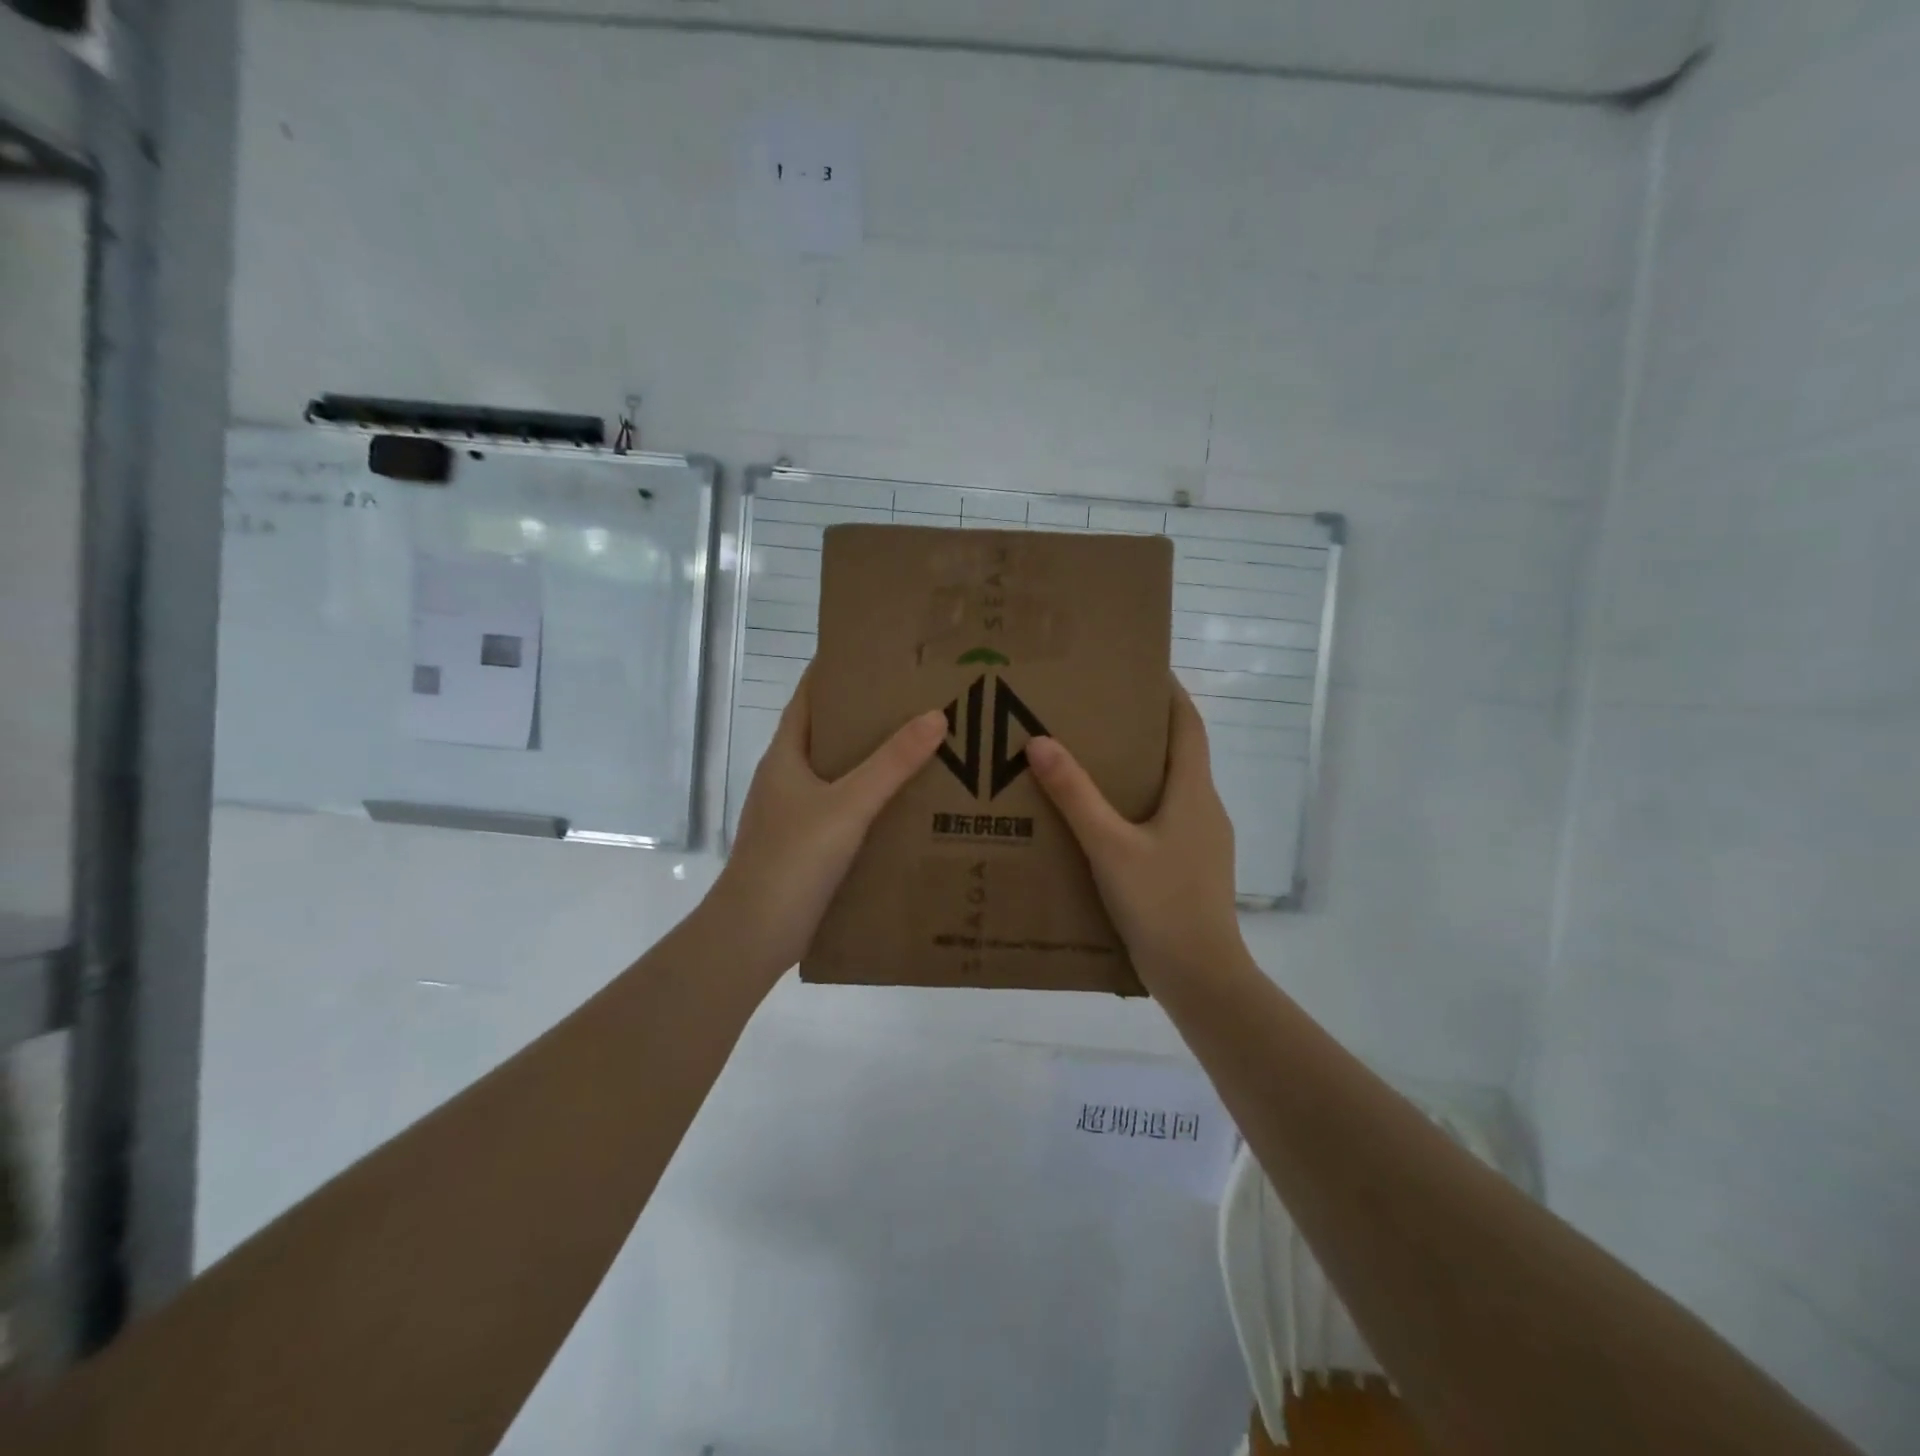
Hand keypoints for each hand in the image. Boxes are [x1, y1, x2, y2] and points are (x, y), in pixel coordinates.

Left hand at [710, 669, 945, 975]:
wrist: (754, 934)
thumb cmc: (793, 859)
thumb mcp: (847, 805)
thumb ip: (891, 763)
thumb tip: (936, 715)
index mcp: (785, 756)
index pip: (809, 697)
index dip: (836, 671)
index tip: (877, 654)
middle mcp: (787, 778)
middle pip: (827, 734)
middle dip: (867, 717)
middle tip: (916, 701)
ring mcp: (794, 814)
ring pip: (838, 775)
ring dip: (872, 761)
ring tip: (922, 747)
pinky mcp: (806, 846)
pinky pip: (844, 810)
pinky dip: (871, 800)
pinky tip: (904, 806)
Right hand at [1026, 681, 1241, 983]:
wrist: (1201, 978)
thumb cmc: (1161, 904)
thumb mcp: (1109, 847)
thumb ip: (1075, 795)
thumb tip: (1039, 742)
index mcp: (1194, 793)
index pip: (1188, 725)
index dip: (1170, 692)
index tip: (1142, 668)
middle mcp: (1204, 809)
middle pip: (1178, 754)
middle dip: (1144, 729)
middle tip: (1097, 712)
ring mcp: (1201, 841)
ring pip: (1170, 790)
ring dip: (1138, 770)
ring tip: (1090, 761)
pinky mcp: (1190, 867)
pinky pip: (1163, 820)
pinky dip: (1136, 806)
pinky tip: (1102, 822)